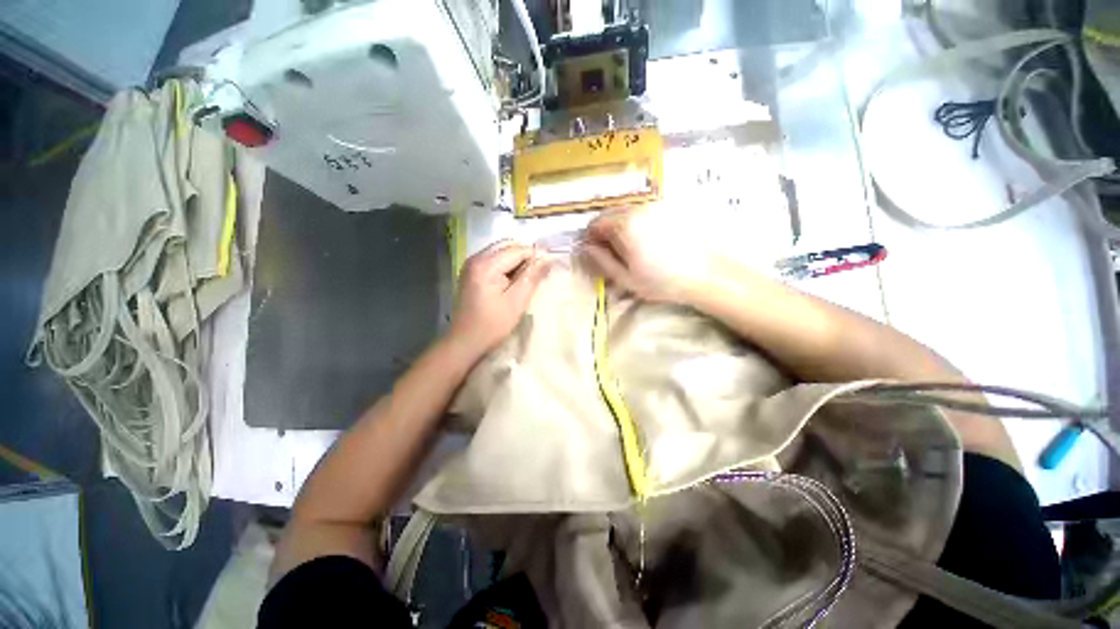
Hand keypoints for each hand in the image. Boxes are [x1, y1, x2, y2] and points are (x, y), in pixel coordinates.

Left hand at [447, 240, 550, 355]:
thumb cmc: (492, 325)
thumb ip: (532, 277)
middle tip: (540, 273)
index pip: (517, 249)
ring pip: (501, 252)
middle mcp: (476, 258)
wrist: (464, 342)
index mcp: (486, 265)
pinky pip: (494, 260)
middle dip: (526, 256)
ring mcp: (471, 265)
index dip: (536, 255)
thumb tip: (547, 258)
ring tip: (529, 278)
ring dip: (517, 261)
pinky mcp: (471, 273)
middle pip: (507, 246)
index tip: (551, 266)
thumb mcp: (516, 302)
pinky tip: (514, 281)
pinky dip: (507, 266)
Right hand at [583, 206, 712, 302]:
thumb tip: (588, 247)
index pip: (596, 223)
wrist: (705, 274)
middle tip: (610, 251)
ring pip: (627, 210)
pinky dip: (636, 222)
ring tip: (628, 247)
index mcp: (625, 225)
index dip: (591, 237)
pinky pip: (643, 211)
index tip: (595, 251)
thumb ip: (603, 260)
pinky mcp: (669, 209)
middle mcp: (639, 209)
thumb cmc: (662, 281)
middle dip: (604, 230)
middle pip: (610, 213)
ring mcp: (656, 206)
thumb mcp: (626, 278)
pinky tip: (645, 240)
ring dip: (620, 225)